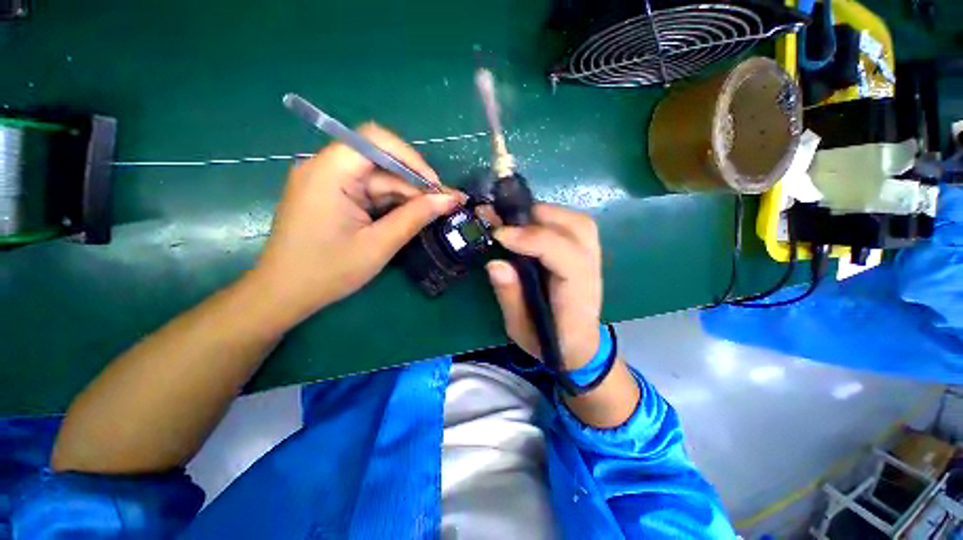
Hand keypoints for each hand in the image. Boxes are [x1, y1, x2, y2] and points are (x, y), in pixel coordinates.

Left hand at [250, 123, 458, 326]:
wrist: (284, 293)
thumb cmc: (328, 271)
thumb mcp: (379, 245)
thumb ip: (415, 217)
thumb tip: (449, 199)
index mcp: (329, 173)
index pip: (376, 141)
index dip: (412, 159)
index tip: (435, 186)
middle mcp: (325, 168)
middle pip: (380, 161)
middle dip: (414, 182)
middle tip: (445, 203)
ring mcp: (328, 181)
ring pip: (378, 178)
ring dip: (406, 194)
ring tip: (434, 211)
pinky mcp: (332, 195)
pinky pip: (368, 190)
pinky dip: (391, 202)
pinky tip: (410, 215)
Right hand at [486, 204, 602, 369]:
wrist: (580, 347)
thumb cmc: (549, 342)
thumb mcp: (520, 329)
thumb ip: (510, 296)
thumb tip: (495, 263)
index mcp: (576, 295)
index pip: (563, 256)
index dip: (532, 239)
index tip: (500, 234)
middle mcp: (591, 272)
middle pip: (578, 229)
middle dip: (539, 218)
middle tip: (506, 222)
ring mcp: (594, 261)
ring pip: (580, 223)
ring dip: (548, 214)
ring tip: (519, 221)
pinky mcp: (589, 255)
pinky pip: (577, 226)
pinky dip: (554, 218)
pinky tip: (534, 225)